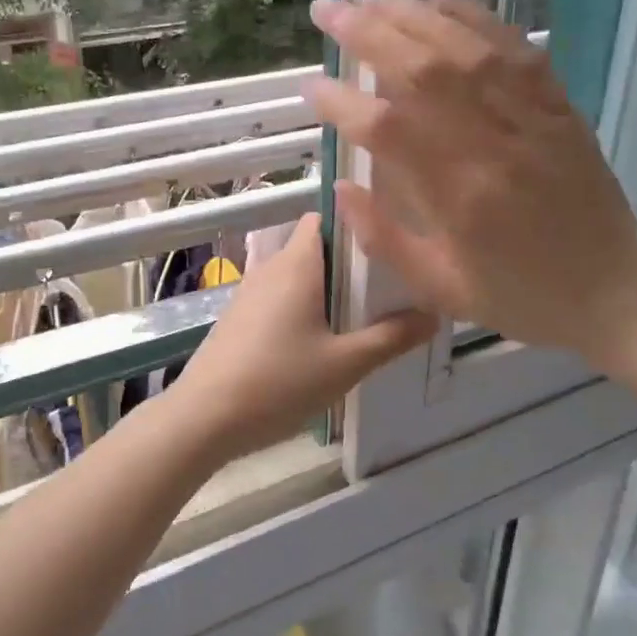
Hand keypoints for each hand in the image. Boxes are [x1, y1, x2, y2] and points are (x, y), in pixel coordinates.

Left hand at [167, 214, 435, 461]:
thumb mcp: (345, 364)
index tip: (390, 242)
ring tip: (364, 318)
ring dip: (327, 291)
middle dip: (350, 265)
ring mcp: (250, 293)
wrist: (203, 418)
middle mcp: (271, 268)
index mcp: (297, 264)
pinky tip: (322, 343)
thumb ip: (391, 337)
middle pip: (316, 249)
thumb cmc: (278, 382)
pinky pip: (280, 299)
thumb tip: (433, 315)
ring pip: (298, 277)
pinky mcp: (239, 318)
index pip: (325, 217)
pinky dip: (304, 309)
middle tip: (389, 288)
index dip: (356, 223)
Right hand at [303, 0, 636, 365]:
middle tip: (326, 11)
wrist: (615, 292)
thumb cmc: (520, 296)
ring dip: (412, 17)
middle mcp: (493, 145)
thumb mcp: (440, 289)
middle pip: (423, 72)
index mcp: (460, 197)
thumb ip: (383, 238)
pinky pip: (515, 48)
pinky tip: (440, 2)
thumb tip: (340, 188)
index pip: (386, 131)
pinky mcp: (558, 105)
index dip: (341, 103)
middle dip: (367, 34)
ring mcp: (531, 119)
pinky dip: (474, 18)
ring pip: (465, 49)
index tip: (310, 86)